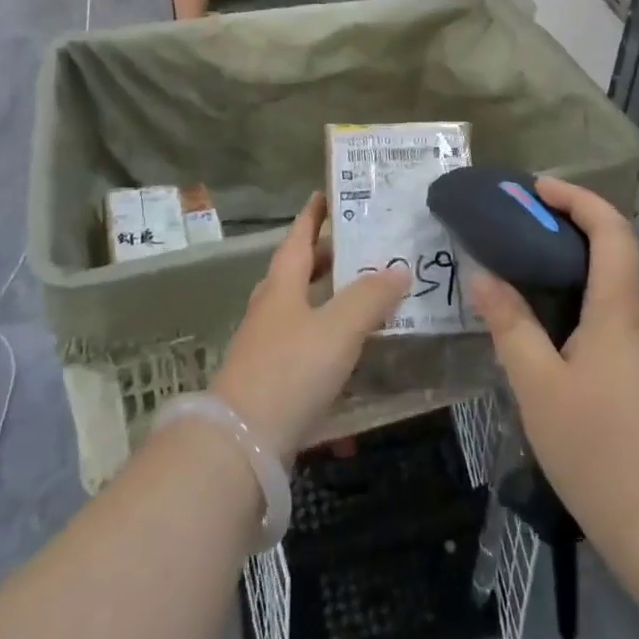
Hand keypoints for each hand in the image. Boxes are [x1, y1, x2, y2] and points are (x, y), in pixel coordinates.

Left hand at [212, 193, 409, 462]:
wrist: (240, 445)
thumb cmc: (290, 370)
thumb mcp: (338, 328)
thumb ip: (370, 297)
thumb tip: (399, 268)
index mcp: (282, 285)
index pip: (298, 238)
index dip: (312, 215)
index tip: (325, 194)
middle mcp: (271, 310)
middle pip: (299, 273)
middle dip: (327, 259)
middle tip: (360, 248)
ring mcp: (267, 347)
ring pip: (301, 312)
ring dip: (329, 302)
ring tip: (363, 300)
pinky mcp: (271, 383)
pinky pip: (305, 351)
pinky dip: (328, 347)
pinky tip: (351, 364)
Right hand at [468, 177, 638, 568]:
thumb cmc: (601, 451)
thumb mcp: (538, 387)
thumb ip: (510, 326)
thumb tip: (483, 277)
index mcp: (619, 309)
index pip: (611, 229)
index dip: (577, 198)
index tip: (535, 189)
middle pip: (611, 250)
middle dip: (565, 225)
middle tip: (514, 226)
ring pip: (608, 286)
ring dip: (568, 264)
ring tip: (518, 269)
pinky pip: (608, 316)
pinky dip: (576, 299)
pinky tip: (542, 325)